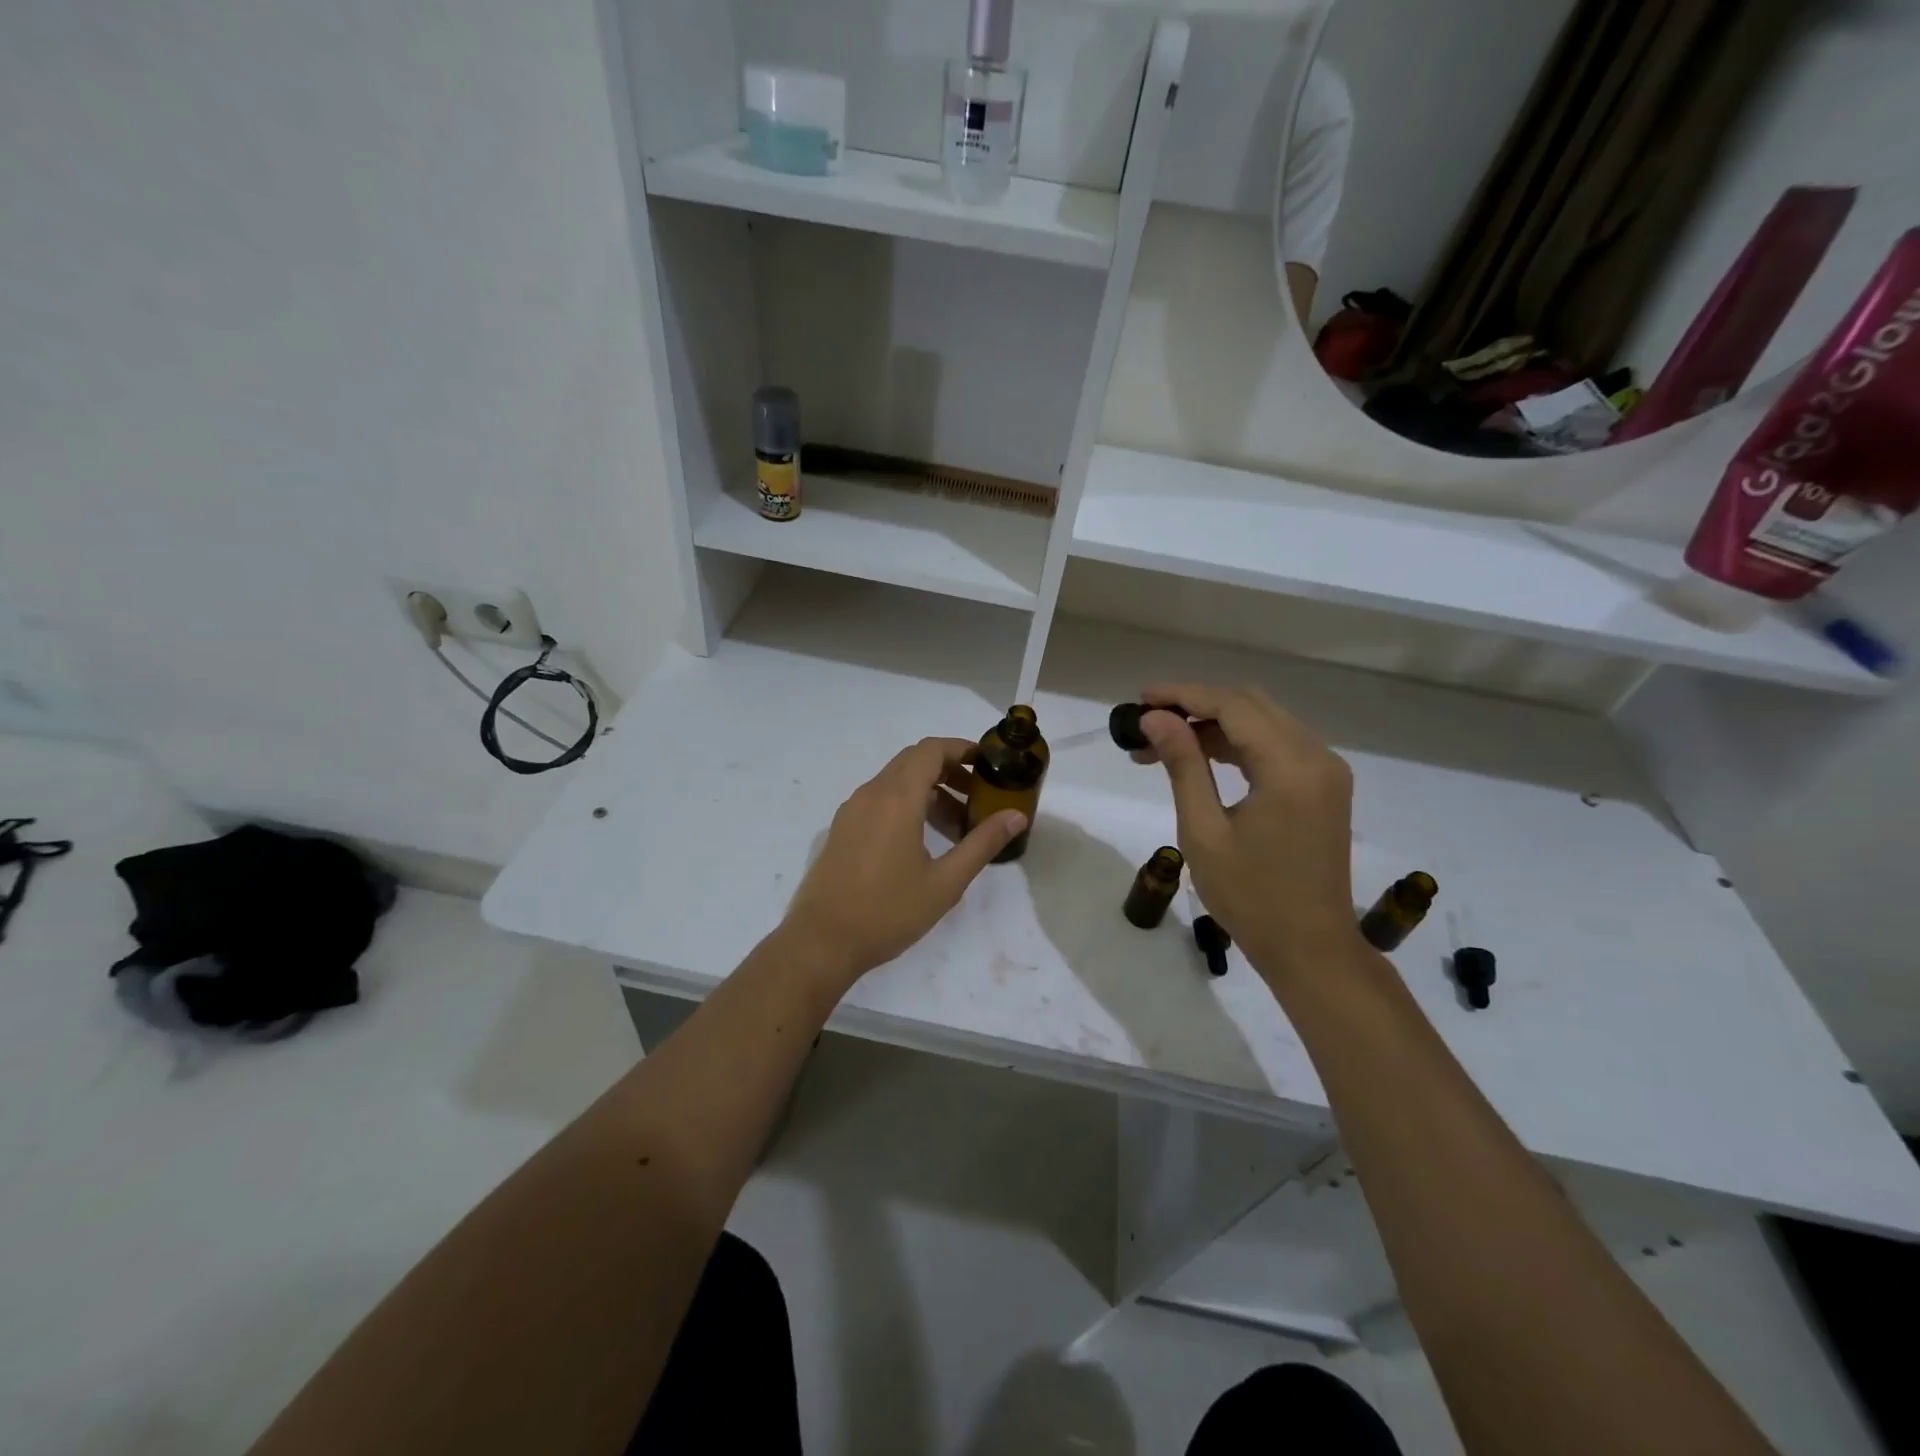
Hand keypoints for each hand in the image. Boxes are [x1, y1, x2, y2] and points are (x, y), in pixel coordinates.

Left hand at [780, 738, 1026, 986]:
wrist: (822, 942)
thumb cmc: (888, 911)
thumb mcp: (945, 882)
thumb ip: (982, 843)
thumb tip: (1016, 815)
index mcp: (897, 798)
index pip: (931, 750)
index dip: (961, 749)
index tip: (987, 763)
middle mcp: (871, 794)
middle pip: (913, 761)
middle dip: (949, 770)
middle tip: (978, 795)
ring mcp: (852, 810)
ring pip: (895, 781)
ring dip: (928, 790)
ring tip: (956, 825)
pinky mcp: (842, 829)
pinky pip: (879, 800)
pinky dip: (906, 804)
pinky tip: (921, 840)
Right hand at [1133, 684, 1362, 983]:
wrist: (1310, 948)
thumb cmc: (1250, 897)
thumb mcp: (1204, 831)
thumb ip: (1183, 765)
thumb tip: (1155, 719)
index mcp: (1291, 767)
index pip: (1233, 706)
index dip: (1183, 695)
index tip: (1140, 698)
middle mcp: (1317, 757)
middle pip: (1251, 705)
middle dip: (1196, 705)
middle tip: (1148, 720)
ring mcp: (1325, 770)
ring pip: (1263, 722)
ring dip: (1214, 725)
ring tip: (1163, 744)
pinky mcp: (1323, 786)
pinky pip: (1276, 745)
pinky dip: (1237, 744)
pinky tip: (1200, 757)